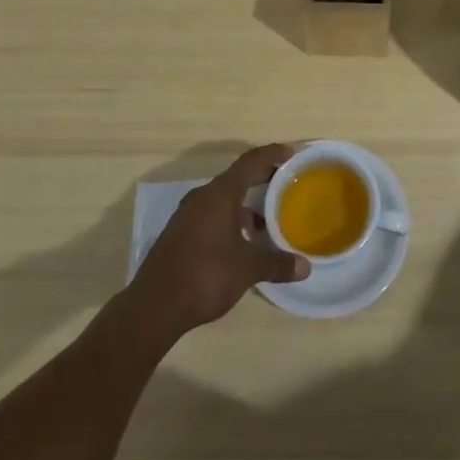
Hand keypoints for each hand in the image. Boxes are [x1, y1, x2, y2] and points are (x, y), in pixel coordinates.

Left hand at [127, 143, 308, 338]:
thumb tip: (305, 267)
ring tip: (266, 219)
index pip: (250, 162)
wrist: (153, 307)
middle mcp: (202, 198)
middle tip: (285, 182)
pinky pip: (211, 215)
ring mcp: (187, 216)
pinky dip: (230, 219)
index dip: (271, 154)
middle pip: (236, 178)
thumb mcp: (247, 269)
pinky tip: (242, 242)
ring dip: (245, 204)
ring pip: (222, 199)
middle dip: (261, 178)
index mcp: (220, 195)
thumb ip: (276, 264)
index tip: (291, 153)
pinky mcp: (179, 234)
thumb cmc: (205, 276)